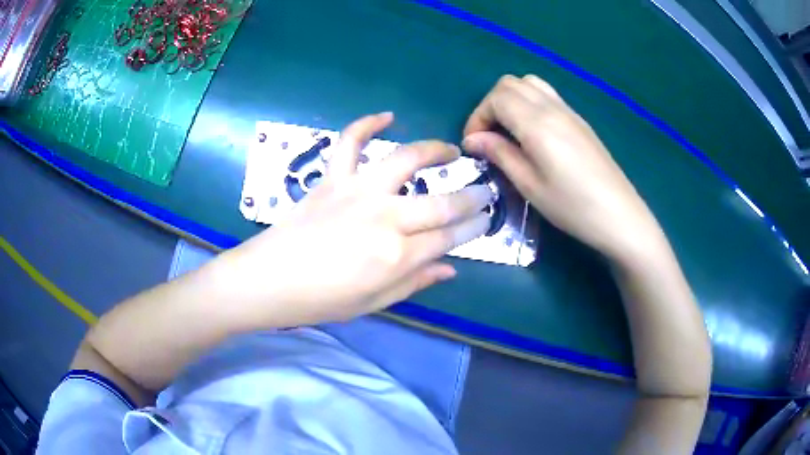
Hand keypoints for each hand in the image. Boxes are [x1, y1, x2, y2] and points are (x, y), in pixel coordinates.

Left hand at [221, 113, 494, 327]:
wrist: (268, 279)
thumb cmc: (320, 300)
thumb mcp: (372, 303)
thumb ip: (414, 283)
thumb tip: (450, 268)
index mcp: (396, 256)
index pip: (449, 237)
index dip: (473, 228)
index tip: (486, 219)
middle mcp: (384, 218)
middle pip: (441, 203)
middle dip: (471, 197)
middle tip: (485, 191)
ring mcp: (357, 192)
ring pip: (406, 160)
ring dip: (435, 150)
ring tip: (452, 151)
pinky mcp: (332, 178)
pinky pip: (350, 142)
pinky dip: (367, 123)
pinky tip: (387, 116)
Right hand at [462, 75, 664, 261]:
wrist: (619, 214)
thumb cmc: (572, 206)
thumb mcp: (530, 185)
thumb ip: (500, 154)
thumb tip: (473, 139)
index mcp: (537, 123)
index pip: (496, 98)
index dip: (478, 117)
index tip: (475, 144)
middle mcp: (551, 107)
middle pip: (510, 84)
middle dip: (491, 105)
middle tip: (489, 137)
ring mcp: (568, 111)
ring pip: (529, 84)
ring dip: (510, 100)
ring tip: (509, 131)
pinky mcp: (579, 120)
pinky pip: (547, 95)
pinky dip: (529, 103)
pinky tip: (533, 133)